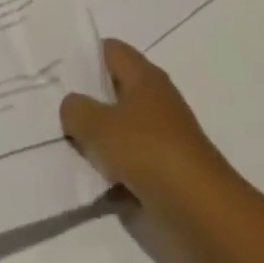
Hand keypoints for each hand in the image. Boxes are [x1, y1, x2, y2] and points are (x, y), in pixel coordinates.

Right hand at [60, 38, 228, 201]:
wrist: (203, 212)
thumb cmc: (149, 152)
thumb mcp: (100, 127)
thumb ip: (77, 111)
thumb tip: (71, 106)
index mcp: (143, 74)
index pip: (110, 50)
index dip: (85, 58)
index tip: (61, 74)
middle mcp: (155, 98)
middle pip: (115, 90)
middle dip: (90, 101)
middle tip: (61, 112)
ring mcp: (164, 135)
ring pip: (123, 128)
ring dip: (103, 140)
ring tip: (73, 148)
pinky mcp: (169, 171)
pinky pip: (134, 161)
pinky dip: (118, 169)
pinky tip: (99, 180)